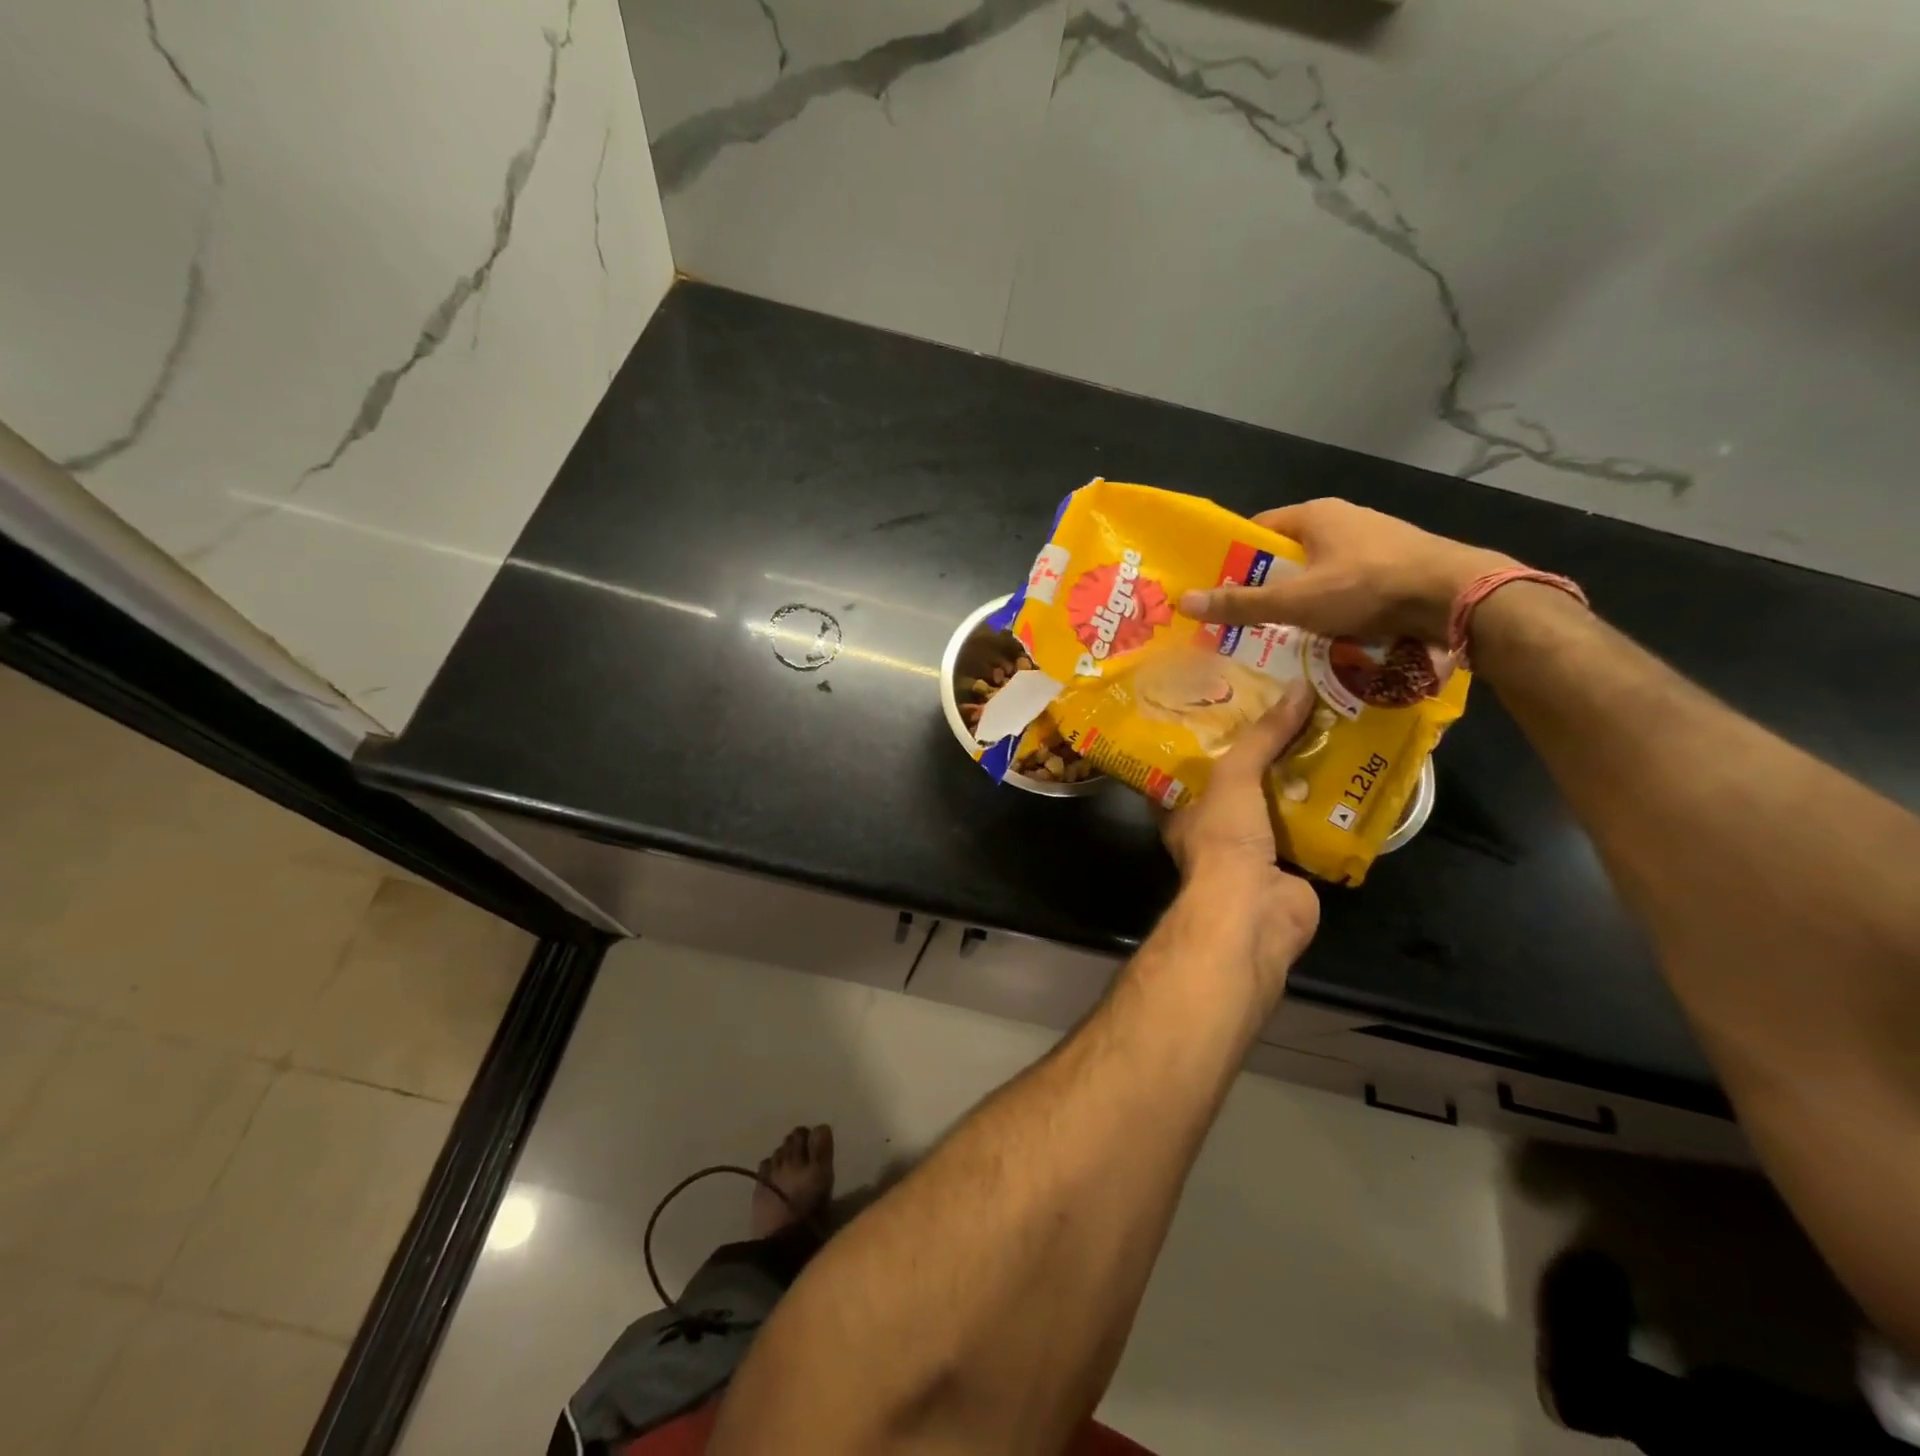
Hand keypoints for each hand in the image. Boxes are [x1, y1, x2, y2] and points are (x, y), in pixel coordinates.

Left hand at [1160, 682, 1321, 990]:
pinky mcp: (1289, 867)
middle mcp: (1212, 827)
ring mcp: (1251, 849)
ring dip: (1299, 779)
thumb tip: (1299, 688)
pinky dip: (1327, 810)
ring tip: (1326, 734)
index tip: (1232, 706)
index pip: (1189, 765)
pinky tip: (1351, 779)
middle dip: (1263, 754)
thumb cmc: (1224, 839)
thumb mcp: (1234, 776)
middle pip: (1238, 782)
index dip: (1209, 738)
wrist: (1254, 911)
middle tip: (1290, 713)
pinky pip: (1309, 830)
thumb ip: (1262, 736)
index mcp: (1181, 807)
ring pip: (1276, 805)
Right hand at [1177, 499, 1517, 643]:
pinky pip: (1349, 583)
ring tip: (1281, 632)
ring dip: (1301, 599)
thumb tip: (1184, 601)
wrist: (1458, 596)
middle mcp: (1344, 518)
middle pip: (1288, 553)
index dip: (1233, 559)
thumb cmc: (1367, 589)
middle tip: (1244, 619)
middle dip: (1266, 585)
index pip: (1257, 530)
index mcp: (1314, 515)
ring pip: (1320, 571)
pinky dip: (1334, 605)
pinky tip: (1329, 632)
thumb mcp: (1295, 601)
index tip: (1216, 589)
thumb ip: (1241, 604)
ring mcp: (1375, 540)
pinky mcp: (1397, 563)